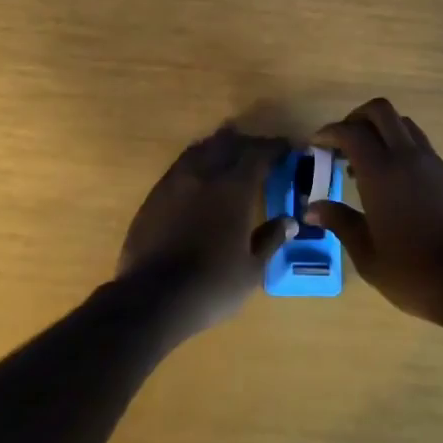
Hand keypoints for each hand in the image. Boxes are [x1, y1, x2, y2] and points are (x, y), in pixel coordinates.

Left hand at [117, 126, 295, 337]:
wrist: (153, 299)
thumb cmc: (212, 286)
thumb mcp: (252, 270)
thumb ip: (270, 240)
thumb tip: (289, 222)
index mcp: (234, 189)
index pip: (258, 154)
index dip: (274, 147)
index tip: (286, 148)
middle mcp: (204, 175)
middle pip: (228, 144)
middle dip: (247, 143)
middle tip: (260, 151)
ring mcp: (175, 182)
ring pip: (200, 150)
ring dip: (218, 146)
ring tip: (229, 152)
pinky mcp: (154, 196)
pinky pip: (180, 166)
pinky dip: (196, 162)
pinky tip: (199, 176)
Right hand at [306, 98, 442, 328]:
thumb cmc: (414, 273)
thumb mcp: (368, 255)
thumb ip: (340, 222)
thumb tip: (312, 207)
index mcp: (382, 173)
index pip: (351, 132)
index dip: (329, 132)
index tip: (316, 145)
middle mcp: (407, 157)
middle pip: (380, 111)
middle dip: (356, 117)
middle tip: (341, 143)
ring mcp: (433, 163)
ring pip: (403, 123)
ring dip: (380, 130)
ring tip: (366, 162)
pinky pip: (420, 144)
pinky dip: (400, 146)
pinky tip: (393, 181)